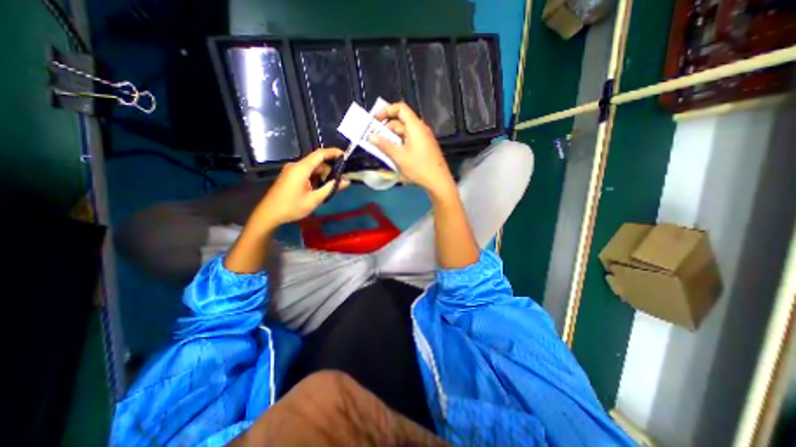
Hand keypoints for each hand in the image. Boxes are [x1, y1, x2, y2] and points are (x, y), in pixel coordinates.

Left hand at [249, 148, 347, 228]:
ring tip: (331, 187)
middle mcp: (296, 166)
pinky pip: (307, 172)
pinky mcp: (290, 176)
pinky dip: (316, 178)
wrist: (269, 214)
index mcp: (301, 168)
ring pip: (313, 168)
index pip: (320, 154)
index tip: (345, 155)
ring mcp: (292, 170)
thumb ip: (331, 188)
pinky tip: (320, 188)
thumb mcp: (314, 199)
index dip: (333, 152)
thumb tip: (346, 181)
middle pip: (317, 162)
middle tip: (341, 180)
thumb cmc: (292, 207)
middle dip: (330, 169)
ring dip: (323, 175)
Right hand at [372, 102, 456, 198]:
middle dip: (387, 128)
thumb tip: (371, 136)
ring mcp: (424, 138)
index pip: (401, 108)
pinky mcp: (425, 147)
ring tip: (382, 148)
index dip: (387, 110)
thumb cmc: (418, 167)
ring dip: (392, 138)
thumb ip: (384, 145)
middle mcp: (420, 129)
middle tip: (375, 138)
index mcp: (415, 126)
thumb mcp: (399, 157)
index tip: (376, 120)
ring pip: (405, 132)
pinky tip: (394, 154)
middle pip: (401, 121)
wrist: (438, 181)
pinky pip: (410, 140)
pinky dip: (400, 143)